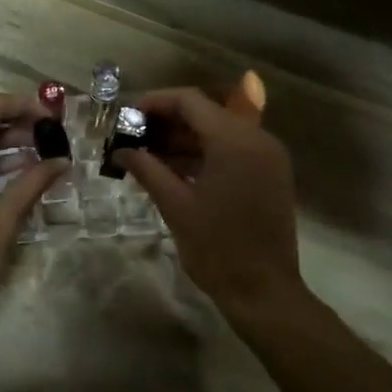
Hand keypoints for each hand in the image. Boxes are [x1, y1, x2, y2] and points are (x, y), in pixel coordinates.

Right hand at [116, 87, 304, 316]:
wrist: (263, 290)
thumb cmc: (216, 248)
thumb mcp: (175, 206)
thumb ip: (147, 169)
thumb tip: (121, 151)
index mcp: (234, 141)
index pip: (190, 101)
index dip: (155, 102)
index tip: (127, 116)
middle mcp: (257, 139)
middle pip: (206, 113)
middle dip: (167, 122)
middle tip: (133, 137)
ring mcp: (268, 157)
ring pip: (219, 133)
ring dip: (184, 140)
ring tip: (147, 156)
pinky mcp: (270, 175)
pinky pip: (233, 151)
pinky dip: (204, 155)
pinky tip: (174, 170)